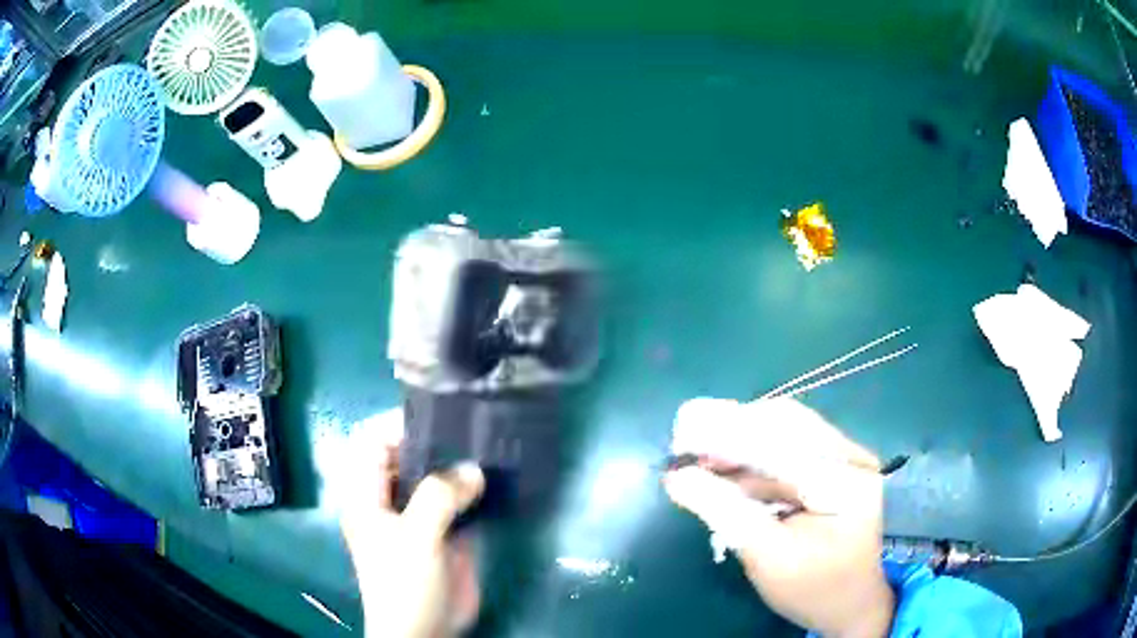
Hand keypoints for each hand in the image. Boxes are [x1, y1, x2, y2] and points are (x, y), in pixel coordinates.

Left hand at [337, 409, 484, 637]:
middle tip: (471, 430)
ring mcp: (417, 515)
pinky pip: (456, 501)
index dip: (397, 426)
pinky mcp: (443, 532)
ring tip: (488, 447)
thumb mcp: (416, 536)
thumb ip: (439, 496)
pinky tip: (494, 480)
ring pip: (434, 476)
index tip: (439, 420)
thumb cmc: (404, 582)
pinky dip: (472, 489)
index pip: (372, 442)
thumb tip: (473, 469)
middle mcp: (389, 498)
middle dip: (434, 442)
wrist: (426, 630)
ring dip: (456, 464)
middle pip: (405, 455)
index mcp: (366, 494)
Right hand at [664, 397, 894, 636]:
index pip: (783, 444)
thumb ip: (725, 513)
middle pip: (786, 424)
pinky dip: (751, 459)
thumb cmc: (813, 589)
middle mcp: (851, 458)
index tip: (682, 433)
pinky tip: (724, 471)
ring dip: (738, 443)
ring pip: (784, 433)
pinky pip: (787, 450)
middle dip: (732, 430)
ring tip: (697, 458)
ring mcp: (844, 460)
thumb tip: (677, 478)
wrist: (850, 603)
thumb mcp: (767, 558)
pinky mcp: (832, 468)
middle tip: (685, 444)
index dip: (729, 433)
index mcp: (846, 482)